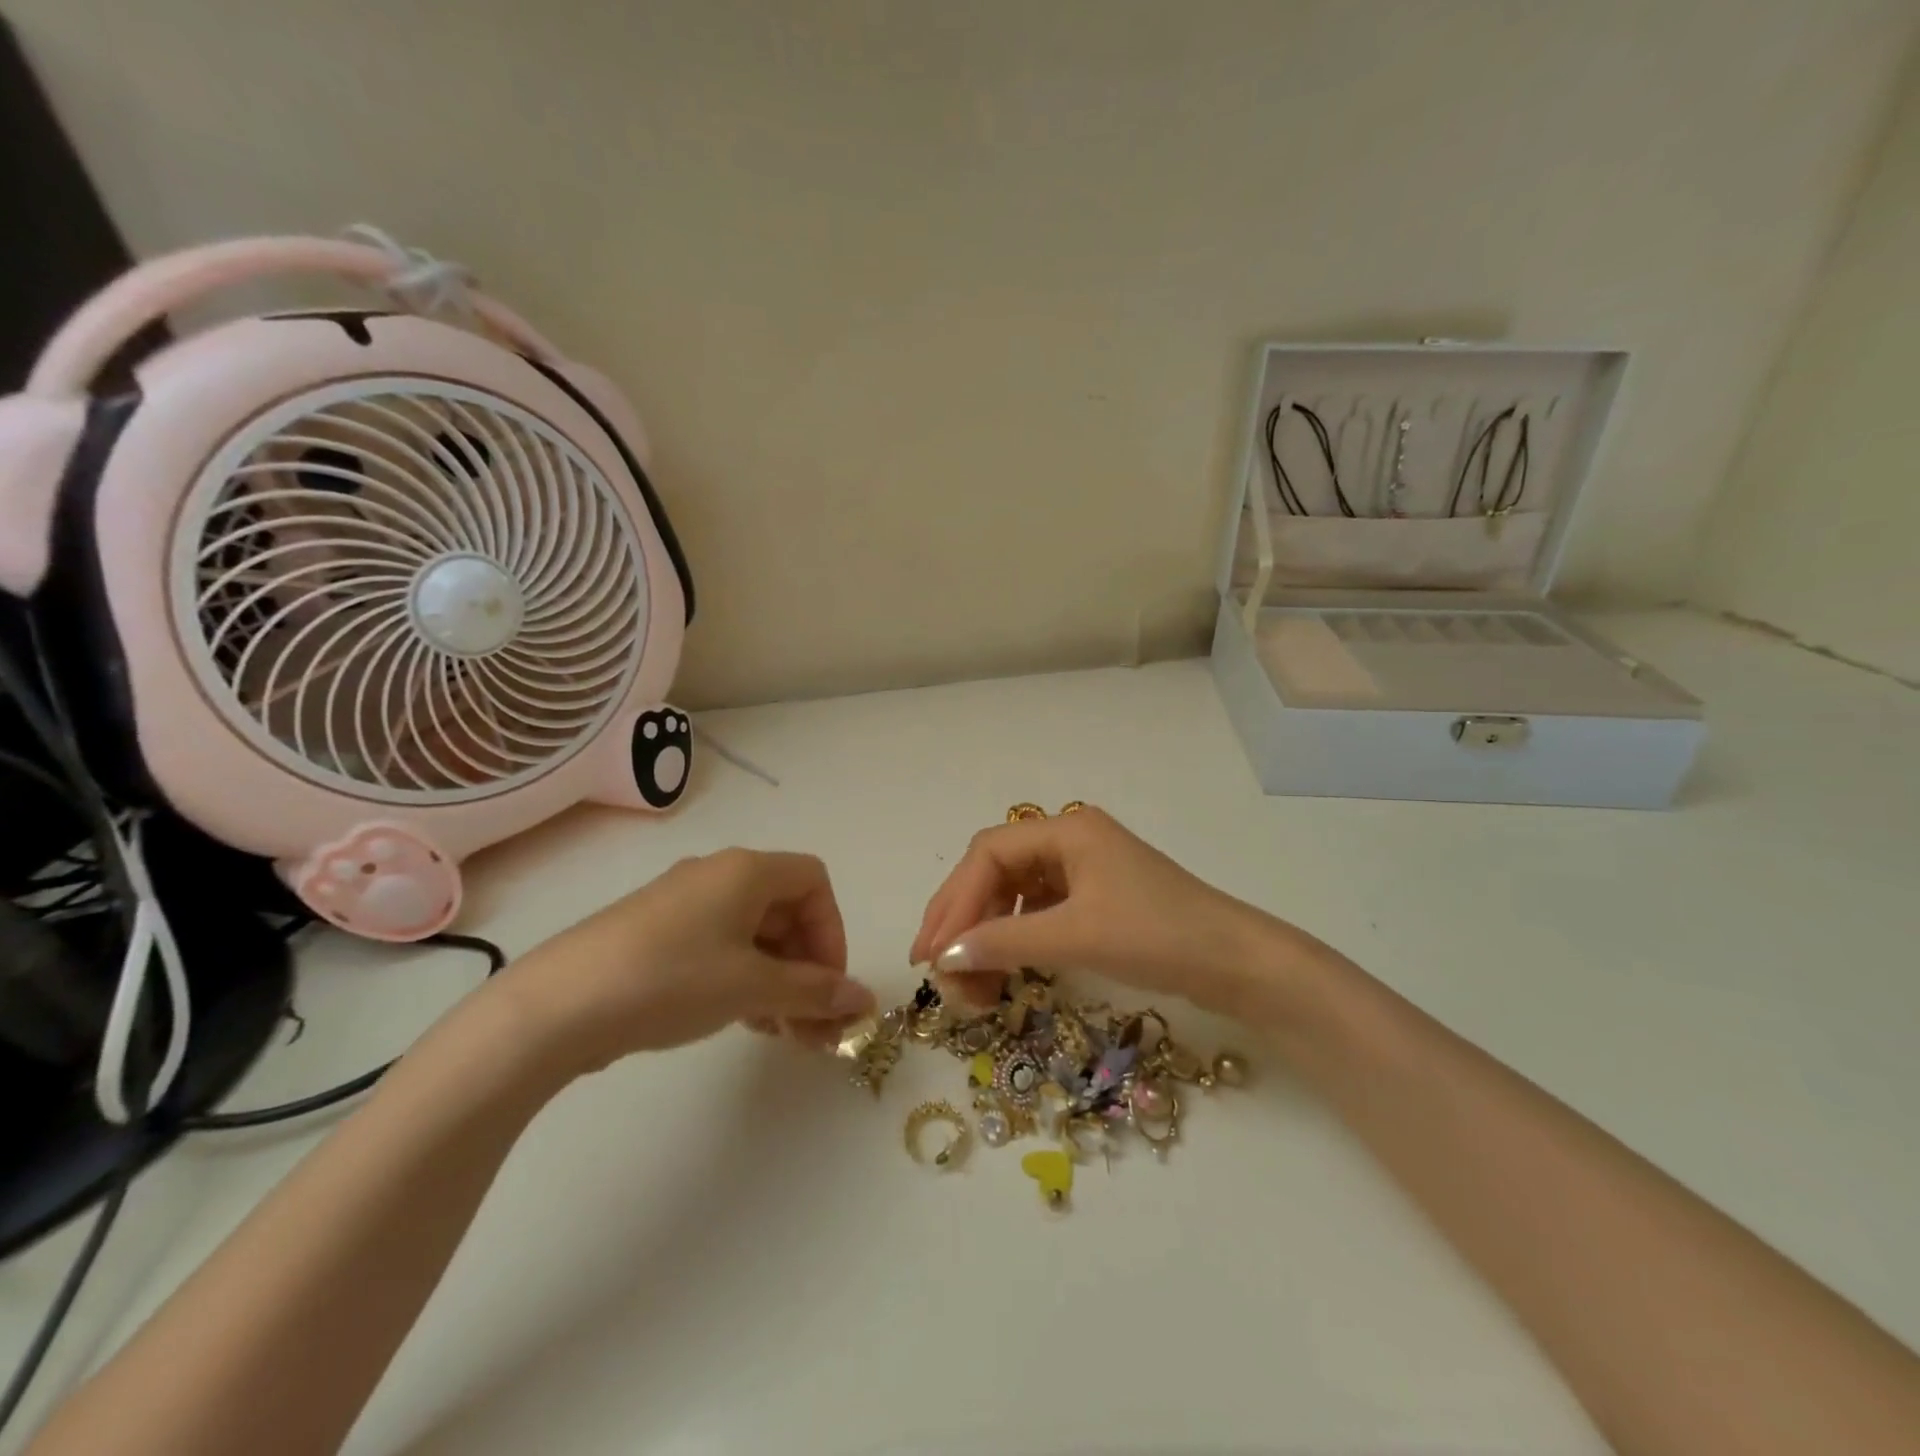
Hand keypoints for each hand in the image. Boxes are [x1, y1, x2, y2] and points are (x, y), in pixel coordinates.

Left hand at [502, 849, 875, 1074]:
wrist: (556, 1007)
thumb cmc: (671, 980)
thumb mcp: (751, 987)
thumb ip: (813, 991)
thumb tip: (862, 998)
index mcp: (746, 870)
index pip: (814, 882)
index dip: (832, 930)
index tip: (828, 983)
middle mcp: (717, 876)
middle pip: (785, 909)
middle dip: (808, 965)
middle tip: (813, 1022)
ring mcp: (682, 904)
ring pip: (753, 934)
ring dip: (778, 979)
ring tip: (781, 1032)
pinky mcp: (655, 935)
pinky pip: (719, 947)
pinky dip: (743, 979)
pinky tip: (741, 1021)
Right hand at [910, 807, 1307, 1018]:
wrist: (1235, 963)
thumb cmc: (1157, 936)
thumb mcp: (1077, 936)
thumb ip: (1005, 941)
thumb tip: (943, 954)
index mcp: (1066, 830)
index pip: (988, 854)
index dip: (954, 900)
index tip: (931, 951)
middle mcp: (1070, 841)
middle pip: (996, 871)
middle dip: (963, 918)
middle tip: (936, 967)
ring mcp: (1084, 870)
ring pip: (1014, 894)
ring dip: (987, 934)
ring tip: (969, 982)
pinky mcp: (1095, 900)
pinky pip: (1037, 912)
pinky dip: (1015, 940)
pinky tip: (1005, 969)